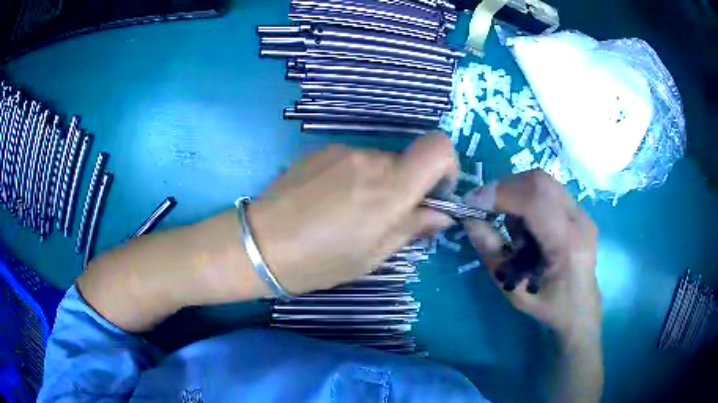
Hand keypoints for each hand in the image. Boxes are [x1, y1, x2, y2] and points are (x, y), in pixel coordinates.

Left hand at [248, 133, 458, 294]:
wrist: (259, 244)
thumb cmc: (319, 261)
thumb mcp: (372, 255)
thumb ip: (412, 228)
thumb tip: (440, 214)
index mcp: (390, 187)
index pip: (438, 147)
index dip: (446, 166)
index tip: (434, 193)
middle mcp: (370, 159)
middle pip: (406, 161)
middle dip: (405, 186)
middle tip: (382, 218)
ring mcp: (341, 150)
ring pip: (378, 162)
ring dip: (376, 183)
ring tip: (348, 213)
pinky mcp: (319, 150)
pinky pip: (351, 160)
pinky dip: (352, 177)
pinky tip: (327, 202)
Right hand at [463, 170, 600, 345]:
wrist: (581, 308)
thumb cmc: (549, 307)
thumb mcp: (513, 290)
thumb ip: (491, 253)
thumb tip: (469, 219)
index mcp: (568, 245)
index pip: (536, 202)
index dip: (501, 194)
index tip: (472, 202)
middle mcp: (579, 220)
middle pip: (539, 181)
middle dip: (505, 188)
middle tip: (484, 207)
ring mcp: (582, 212)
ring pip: (542, 181)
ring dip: (515, 194)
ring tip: (511, 228)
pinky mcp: (579, 210)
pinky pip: (547, 190)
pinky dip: (526, 199)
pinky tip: (526, 227)